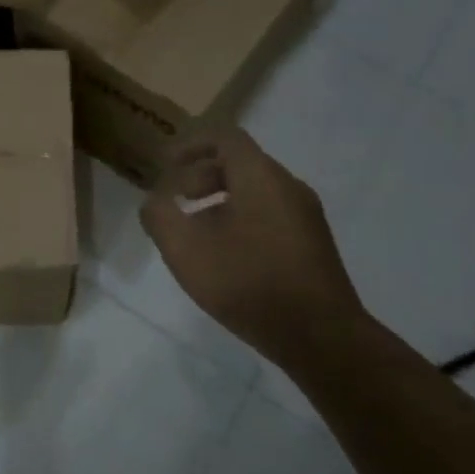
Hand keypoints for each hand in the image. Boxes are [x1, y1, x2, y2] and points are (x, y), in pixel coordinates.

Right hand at [142, 128, 367, 368]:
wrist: (320, 336)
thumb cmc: (248, 282)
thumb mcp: (185, 250)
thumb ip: (160, 217)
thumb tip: (154, 201)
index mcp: (260, 177)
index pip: (225, 137)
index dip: (191, 145)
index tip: (165, 166)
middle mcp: (288, 187)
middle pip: (241, 163)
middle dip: (202, 176)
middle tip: (178, 201)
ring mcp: (306, 216)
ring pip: (256, 191)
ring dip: (220, 201)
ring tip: (196, 234)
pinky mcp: (312, 244)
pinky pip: (270, 215)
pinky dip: (241, 220)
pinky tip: (226, 257)